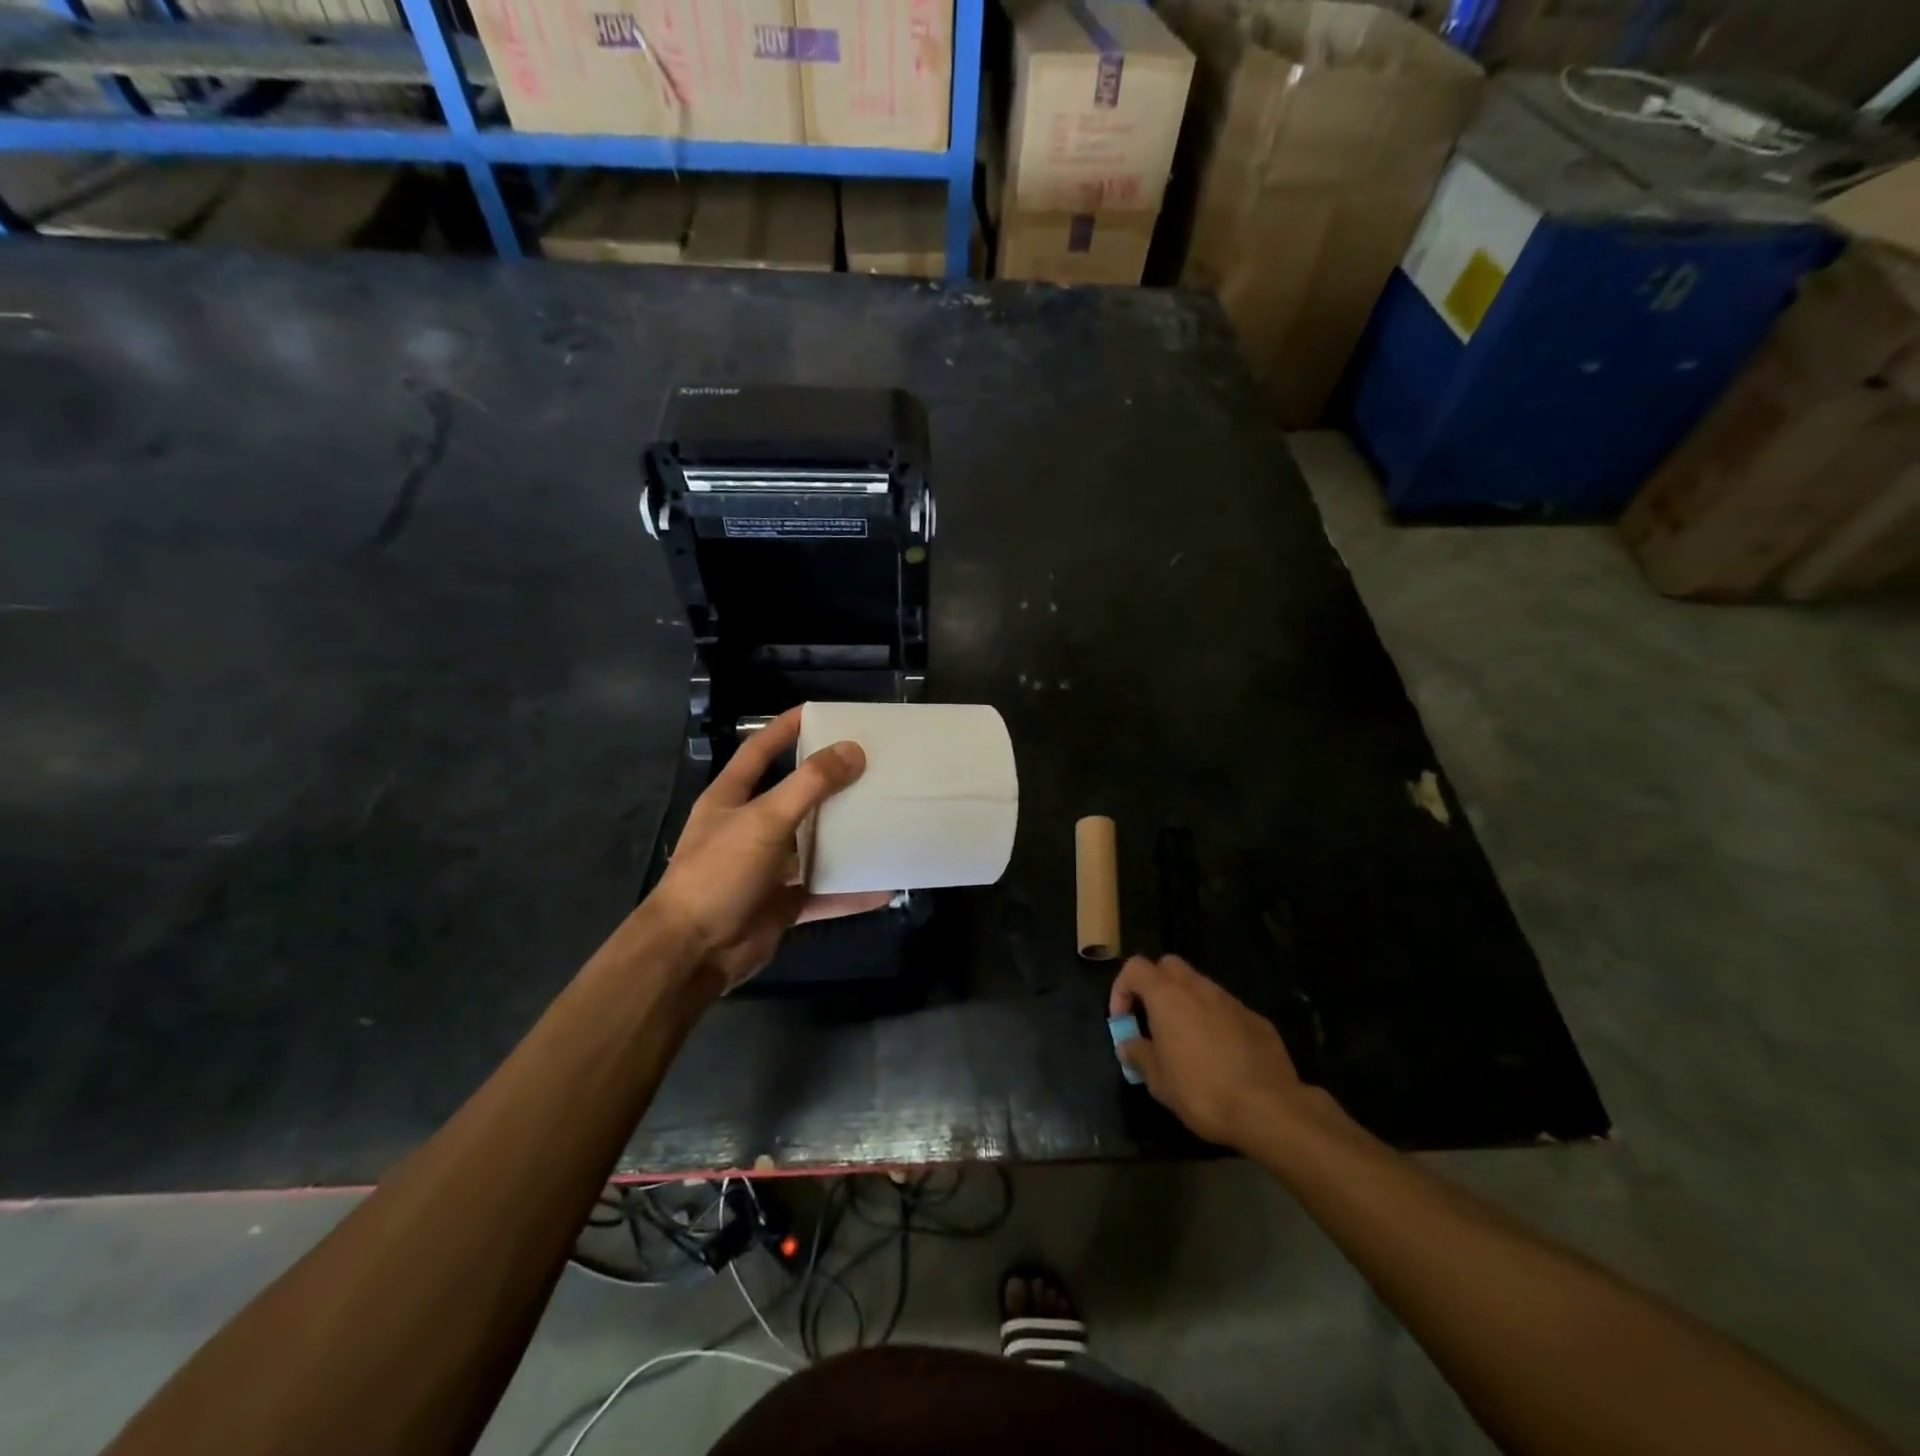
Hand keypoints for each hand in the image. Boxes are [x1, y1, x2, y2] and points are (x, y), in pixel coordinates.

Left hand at [647, 708, 892, 988]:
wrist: (693, 953)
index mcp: (732, 799)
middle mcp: (750, 829)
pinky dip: (851, 890)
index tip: (819, 712)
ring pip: (814, 845)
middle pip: (795, 797)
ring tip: (886, 817)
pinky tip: (884, 884)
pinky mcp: (783, 902)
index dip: (783, 728)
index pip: (758, 751)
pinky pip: (824, 890)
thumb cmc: (719, 873)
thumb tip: (853, 750)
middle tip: (871, 765)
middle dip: (830, 783)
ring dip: (846, 836)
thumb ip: (809, 785)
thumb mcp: (764, 820)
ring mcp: (768, 868)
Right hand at [1109, 955, 1308, 1148]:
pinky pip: (1225, 1009)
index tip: (1123, 1020)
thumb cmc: (1202, 1091)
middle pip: (1168, 966)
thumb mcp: (1158, 1080)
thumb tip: (1128, 1044)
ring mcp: (1230, 1000)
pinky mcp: (1256, 1018)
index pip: (1135, 967)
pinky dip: (1214, 1020)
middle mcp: (1198, 988)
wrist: (1269, 1108)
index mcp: (1167, 996)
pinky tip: (1219, 1054)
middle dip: (1155, 985)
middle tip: (1152, 1019)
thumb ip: (1138, 1054)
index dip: (1121, 988)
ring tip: (1184, 1040)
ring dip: (1185, 1003)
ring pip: (1199, 986)